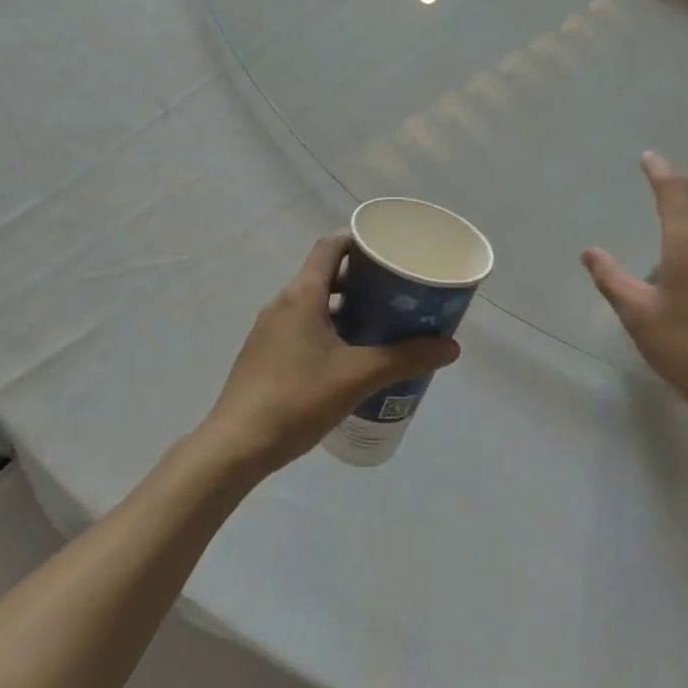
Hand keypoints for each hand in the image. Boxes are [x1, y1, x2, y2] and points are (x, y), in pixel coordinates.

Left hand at [201, 235, 461, 473]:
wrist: (236, 445)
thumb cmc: (298, 398)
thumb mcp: (358, 376)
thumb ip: (405, 358)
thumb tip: (451, 346)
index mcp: (301, 295)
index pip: (330, 247)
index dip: (358, 242)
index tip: (388, 251)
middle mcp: (282, 304)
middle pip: (324, 276)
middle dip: (360, 281)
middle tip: (394, 295)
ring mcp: (268, 331)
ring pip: (313, 306)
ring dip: (344, 309)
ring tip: (378, 328)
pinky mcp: (263, 356)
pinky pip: (300, 329)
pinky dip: (327, 332)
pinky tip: (347, 361)